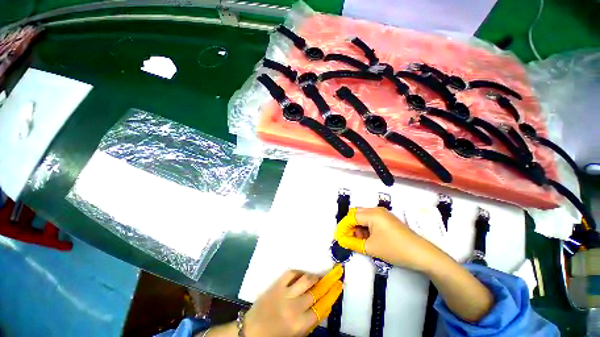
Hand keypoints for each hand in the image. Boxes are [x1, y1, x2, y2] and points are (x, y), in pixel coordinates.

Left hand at [244, 265, 343, 336]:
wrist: (251, 330)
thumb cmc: (275, 336)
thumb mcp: (296, 335)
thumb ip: (310, 322)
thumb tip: (324, 305)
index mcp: (300, 325)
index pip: (322, 307)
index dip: (333, 294)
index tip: (340, 285)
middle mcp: (294, 308)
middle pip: (316, 292)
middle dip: (328, 282)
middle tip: (335, 273)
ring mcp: (285, 294)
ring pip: (305, 279)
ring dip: (314, 276)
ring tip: (318, 276)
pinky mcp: (276, 284)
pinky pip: (292, 273)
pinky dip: (300, 272)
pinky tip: (303, 274)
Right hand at [335, 207, 436, 271]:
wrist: (422, 255)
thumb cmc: (395, 249)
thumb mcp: (371, 248)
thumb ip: (352, 243)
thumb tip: (341, 240)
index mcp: (372, 214)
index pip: (351, 217)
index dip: (343, 226)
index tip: (338, 237)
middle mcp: (376, 210)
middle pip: (356, 214)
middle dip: (350, 226)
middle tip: (347, 238)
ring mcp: (383, 214)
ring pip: (363, 217)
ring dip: (358, 227)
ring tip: (357, 240)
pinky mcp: (387, 220)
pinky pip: (371, 220)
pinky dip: (366, 228)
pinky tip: (366, 238)